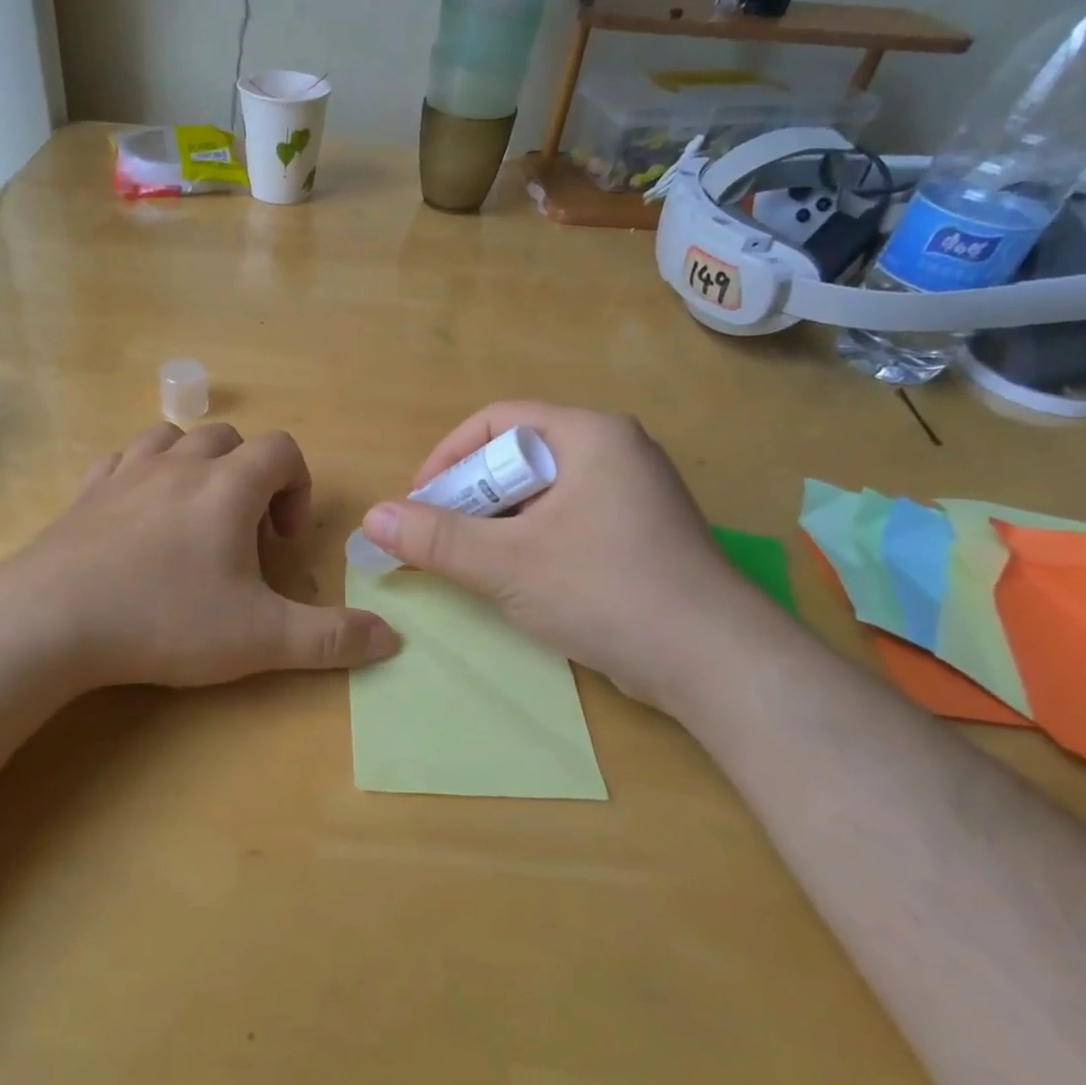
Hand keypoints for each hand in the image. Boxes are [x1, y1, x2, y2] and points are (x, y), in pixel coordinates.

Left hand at [5, 421, 397, 690]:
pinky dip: (143, 476)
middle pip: (229, 438)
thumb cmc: (166, 619)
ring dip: (196, 467)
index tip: (282, 541)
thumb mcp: (260, 638)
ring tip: (194, 518)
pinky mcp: (85, 492)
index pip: (282, 450)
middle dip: (248, 476)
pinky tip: (139, 518)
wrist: (52, 621)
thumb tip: (393, 640)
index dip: (297, 487)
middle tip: (241, 535)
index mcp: (228, 485)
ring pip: (174, 439)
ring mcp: (127, 472)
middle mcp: (180, 464)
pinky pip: (123, 460)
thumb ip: (331, 638)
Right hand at [357, 402, 788, 708]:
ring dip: (497, 523)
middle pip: (519, 457)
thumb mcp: (507, 563)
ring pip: (542, 494)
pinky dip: (531, 541)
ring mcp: (633, 495)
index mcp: (590, 435)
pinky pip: (566, 521)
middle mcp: (615, 452)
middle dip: (471, 496)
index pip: (499, 421)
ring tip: (470, 562)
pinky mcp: (639, 535)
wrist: (715, 663)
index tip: (418, 501)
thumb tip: (371, 518)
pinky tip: (516, 579)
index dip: (448, 456)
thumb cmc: (606, 590)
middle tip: (438, 537)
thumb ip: (434, 539)